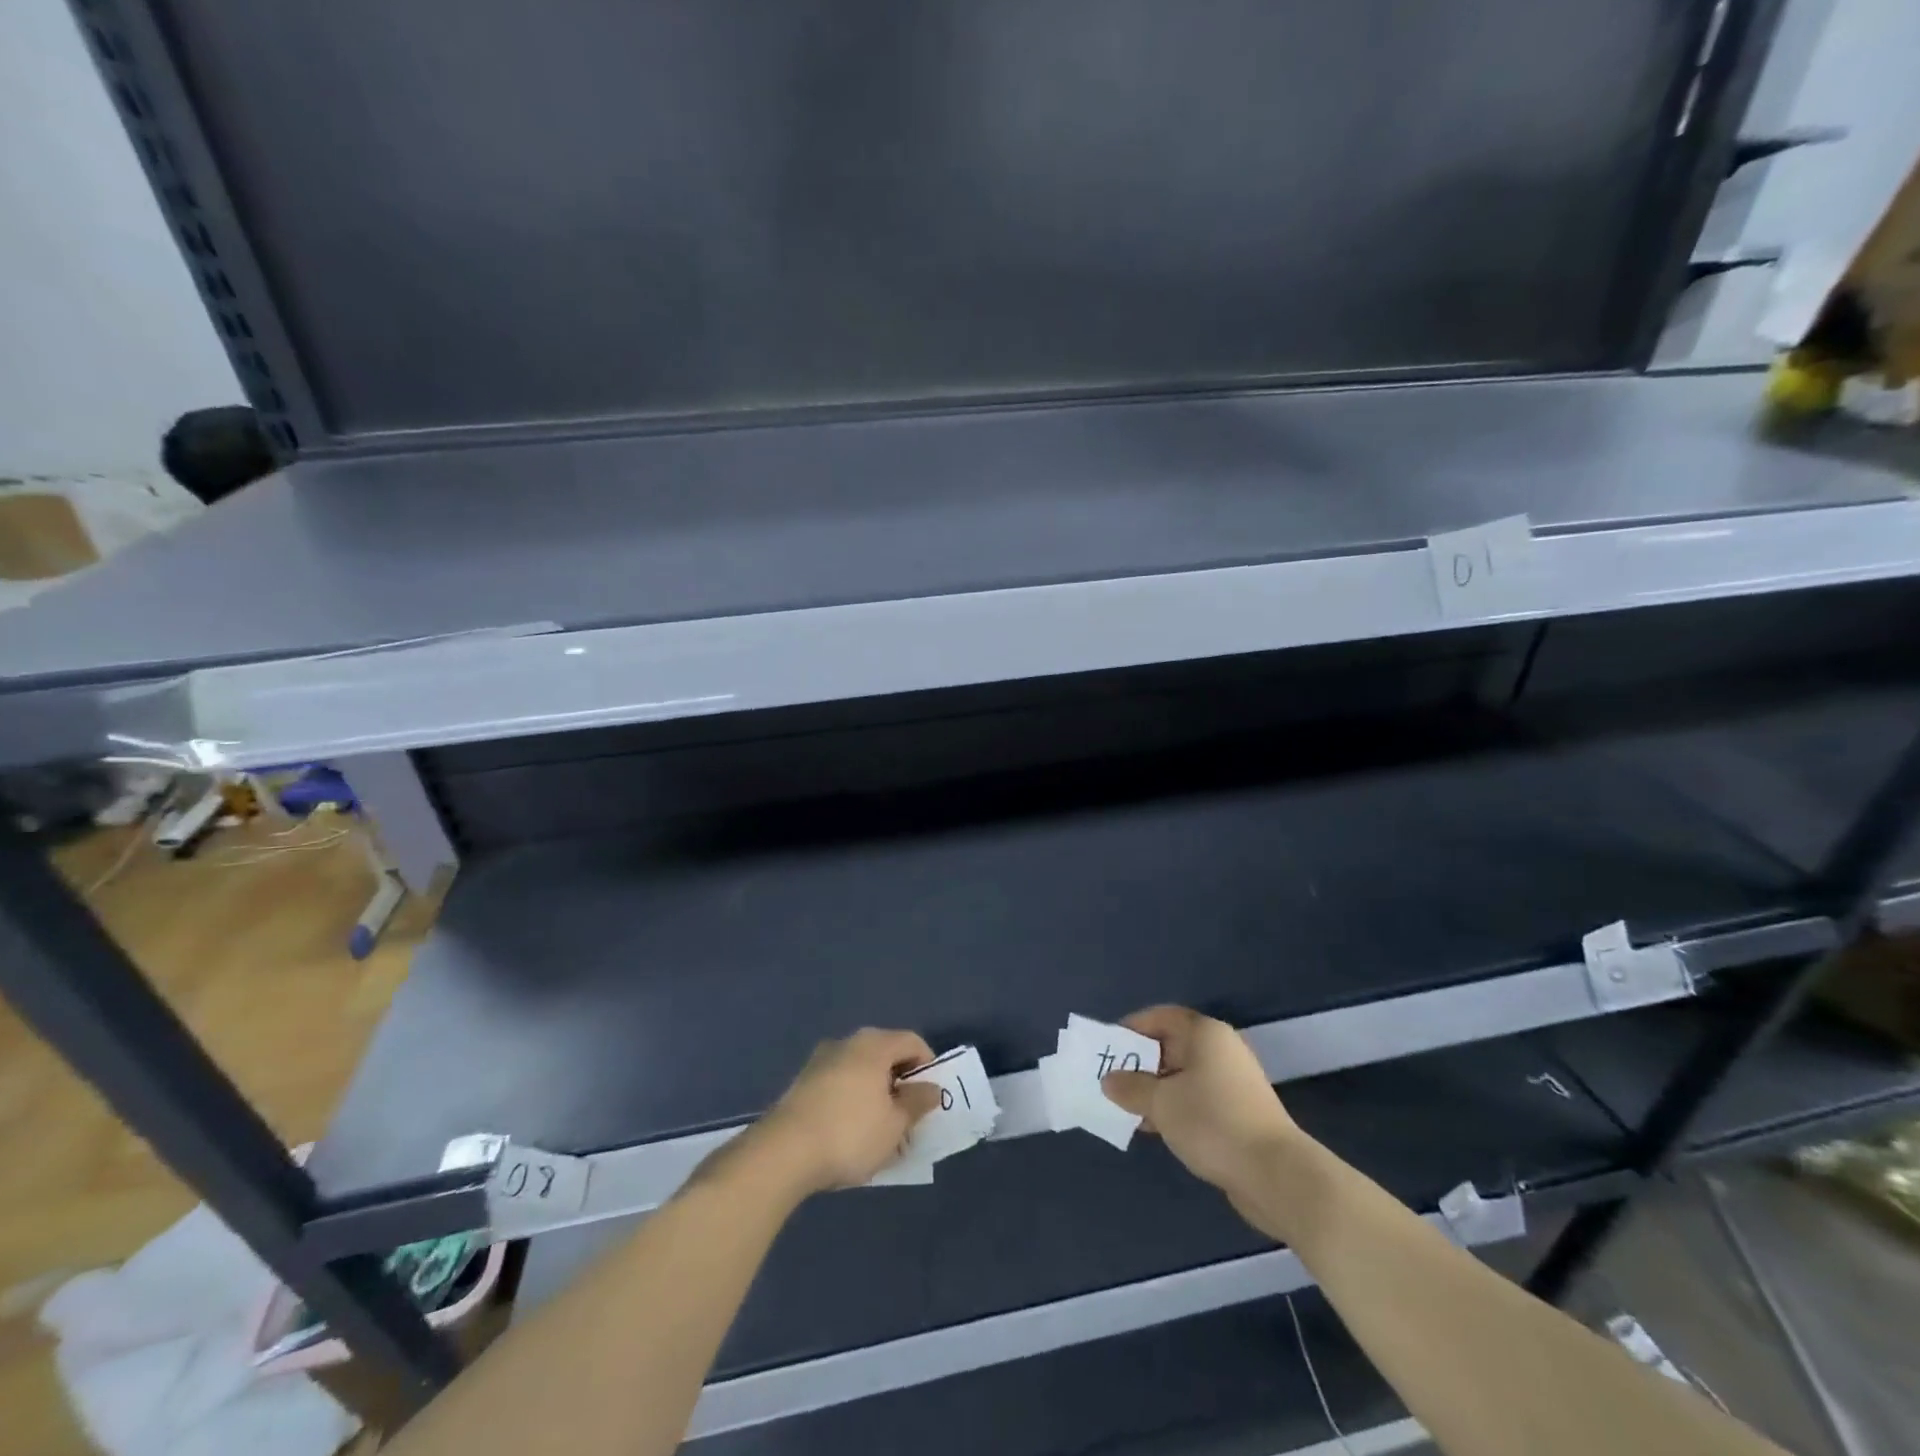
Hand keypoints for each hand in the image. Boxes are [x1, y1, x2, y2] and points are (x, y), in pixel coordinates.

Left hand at [752, 1028, 941, 1194]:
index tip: (929, 1099)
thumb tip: (932, 1088)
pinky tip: (850, 1130)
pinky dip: (852, 1098)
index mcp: (874, 1044)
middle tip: (908, 1115)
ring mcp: (821, 1059)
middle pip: (885, 1053)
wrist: (782, 1153)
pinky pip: (840, 1082)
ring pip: (861, 1068)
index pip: (912, 1042)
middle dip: (900, 1081)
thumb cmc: (849, 1134)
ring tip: (879, 1128)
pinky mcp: (802, 1081)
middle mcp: (848, 1042)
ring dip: (875, 1091)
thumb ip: (917, 1103)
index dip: (928, 1066)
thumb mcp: (894, 1125)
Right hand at [1102, 1006, 1299, 1195]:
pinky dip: (1175, 1107)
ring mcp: (1232, 1082)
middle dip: (1140, 1063)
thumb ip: (1130, 1088)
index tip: (1108, 1049)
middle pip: (1171, 1046)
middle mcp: (1221, 1050)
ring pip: (1183, 1076)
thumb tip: (1109, 1080)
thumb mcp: (1161, 1103)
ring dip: (1155, 1090)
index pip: (1161, 1017)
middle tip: (1112, 1081)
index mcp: (1205, 1034)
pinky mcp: (1238, 1111)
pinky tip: (1156, 1128)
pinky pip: (1196, 1098)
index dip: (1132, 1028)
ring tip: (1128, 1109)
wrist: (1275, 1175)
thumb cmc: (1212, 1123)